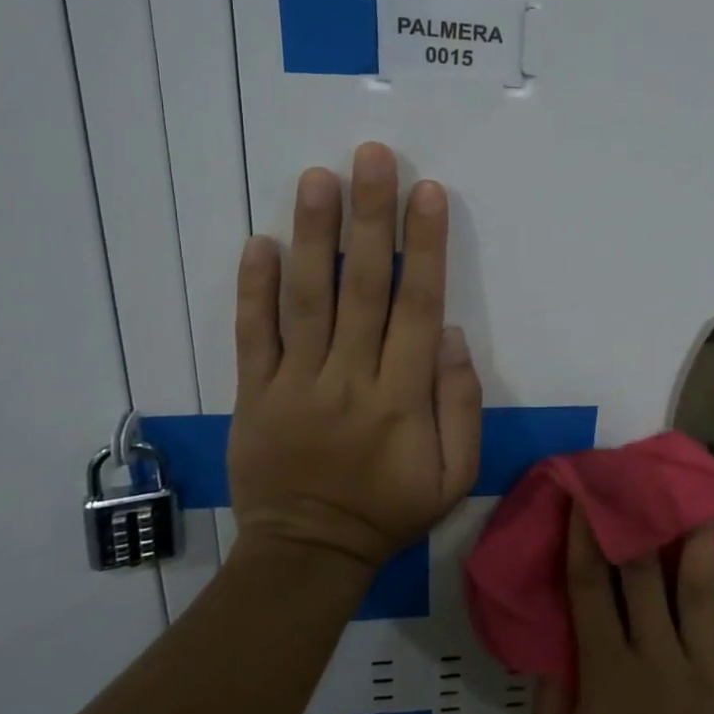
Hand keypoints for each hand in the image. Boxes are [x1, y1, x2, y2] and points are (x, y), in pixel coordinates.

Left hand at [225, 142, 482, 570]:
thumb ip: (462, 405)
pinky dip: (252, 289)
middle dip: (369, 217)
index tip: (427, 192)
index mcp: (401, 397)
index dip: (423, 246)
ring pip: (305, 300)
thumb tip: (448, 334)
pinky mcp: (253, 395)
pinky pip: (251, 336)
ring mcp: (294, 384)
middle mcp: (348, 378)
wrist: (308, 556)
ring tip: (316, 178)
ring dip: (311, 235)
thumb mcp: (456, 476)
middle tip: (371, 157)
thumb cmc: (391, 511)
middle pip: (361, 286)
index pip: (416, 306)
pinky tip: (258, 242)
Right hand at [528, 503, 713, 713]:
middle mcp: (658, 659)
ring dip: (703, 544)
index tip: (587, 496)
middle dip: (641, 524)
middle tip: (643, 480)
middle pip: (646, 577)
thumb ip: (546, 713)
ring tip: (706, 501)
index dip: (585, 537)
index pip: (589, 589)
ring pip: (706, 594)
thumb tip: (549, 654)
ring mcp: (709, 676)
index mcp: (607, 675)